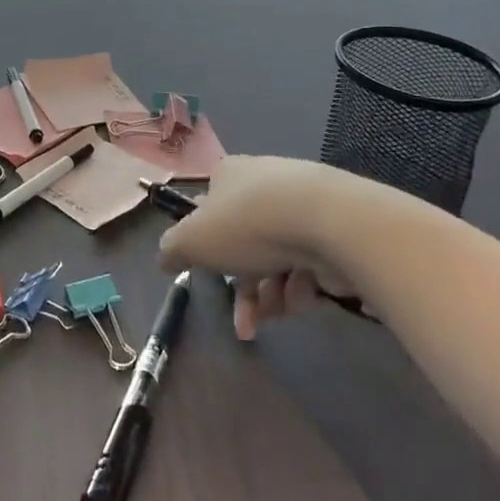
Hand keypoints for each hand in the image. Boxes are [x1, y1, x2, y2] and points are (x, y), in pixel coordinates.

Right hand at [157, 155, 406, 339]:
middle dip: (244, 288)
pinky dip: (302, 285)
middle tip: (245, 325)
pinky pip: (309, 262)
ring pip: (277, 258)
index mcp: (228, 175)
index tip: (210, 274)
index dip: (207, 245)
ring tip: (277, 316)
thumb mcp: (193, 240)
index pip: (209, 208)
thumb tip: (164, 258)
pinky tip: (303, 298)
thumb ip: (171, 250)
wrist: (330, 222)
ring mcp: (302, 204)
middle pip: (245, 243)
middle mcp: (263, 183)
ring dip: (272, 295)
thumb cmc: (249, 225)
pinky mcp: (335, 228)